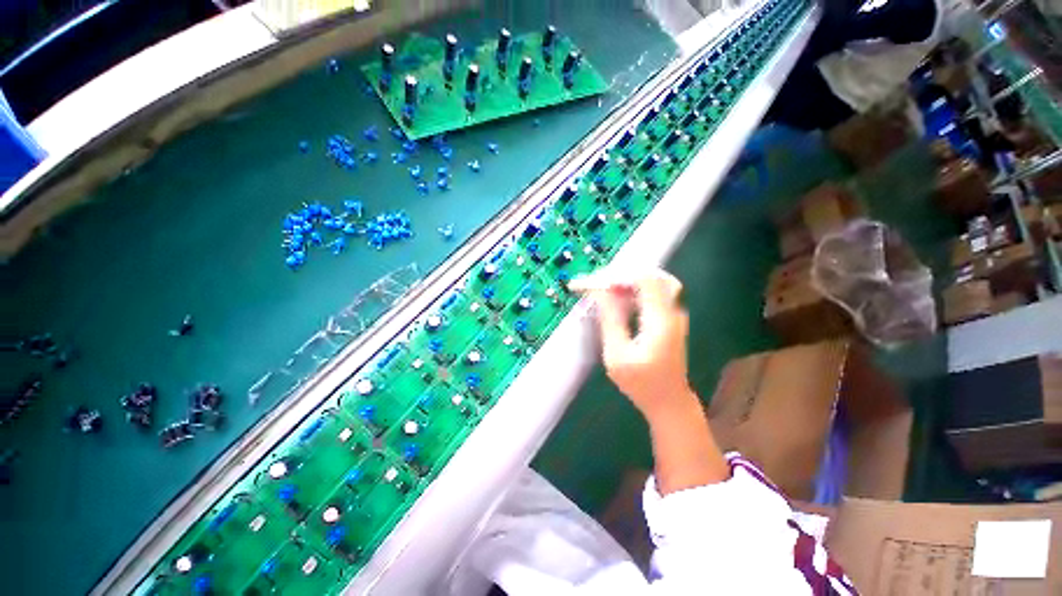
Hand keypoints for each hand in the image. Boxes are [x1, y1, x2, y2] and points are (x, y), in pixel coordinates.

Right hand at [570, 269, 694, 419]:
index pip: (644, 280)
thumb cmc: (641, 383)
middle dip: (626, 274)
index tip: (596, 282)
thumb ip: (610, 319)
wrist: (669, 401)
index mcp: (660, 320)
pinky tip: (622, 299)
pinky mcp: (672, 318)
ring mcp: (676, 314)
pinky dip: (638, 290)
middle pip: (654, 276)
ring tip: (608, 289)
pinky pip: (657, 292)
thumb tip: (601, 292)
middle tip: (603, 282)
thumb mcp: (617, 354)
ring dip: (631, 281)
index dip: (619, 275)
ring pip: (657, 282)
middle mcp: (673, 312)